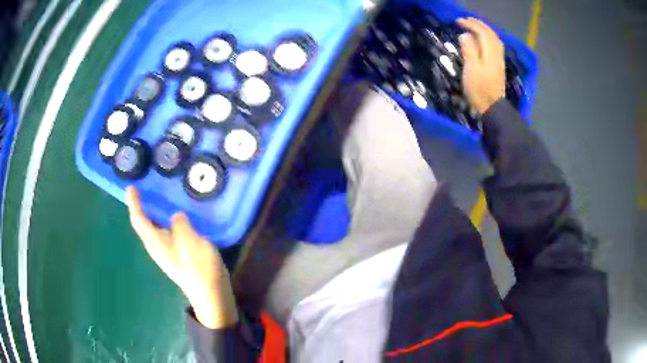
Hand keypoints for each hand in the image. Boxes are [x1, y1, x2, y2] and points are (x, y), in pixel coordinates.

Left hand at [126, 186, 237, 328]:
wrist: (210, 293)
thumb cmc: (197, 266)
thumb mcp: (189, 238)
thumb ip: (179, 223)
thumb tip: (176, 217)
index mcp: (155, 241)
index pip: (139, 219)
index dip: (133, 203)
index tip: (131, 188)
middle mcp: (157, 246)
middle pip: (144, 224)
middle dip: (142, 207)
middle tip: (145, 189)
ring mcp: (167, 253)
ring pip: (155, 229)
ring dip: (155, 213)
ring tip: (160, 198)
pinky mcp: (178, 256)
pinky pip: (167, 233)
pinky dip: (167, 222)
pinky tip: (177, 217)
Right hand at [457, 17, 505, 113]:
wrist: (492, 107)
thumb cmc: (479, 89)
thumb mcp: (471, 69)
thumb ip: (469, 50)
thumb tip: (465, 35)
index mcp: (489, 53)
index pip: (482, 32)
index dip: (470, 24)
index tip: (458, 21)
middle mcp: (496, 54)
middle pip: (490, 34)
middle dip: (478, 24)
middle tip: (466, 20)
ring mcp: (498, 60)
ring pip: (494, 39)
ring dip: (484, 30)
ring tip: (474, 26)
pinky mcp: (498, 66)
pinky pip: (495, 46)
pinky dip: (488, 38)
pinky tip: (483, 40)